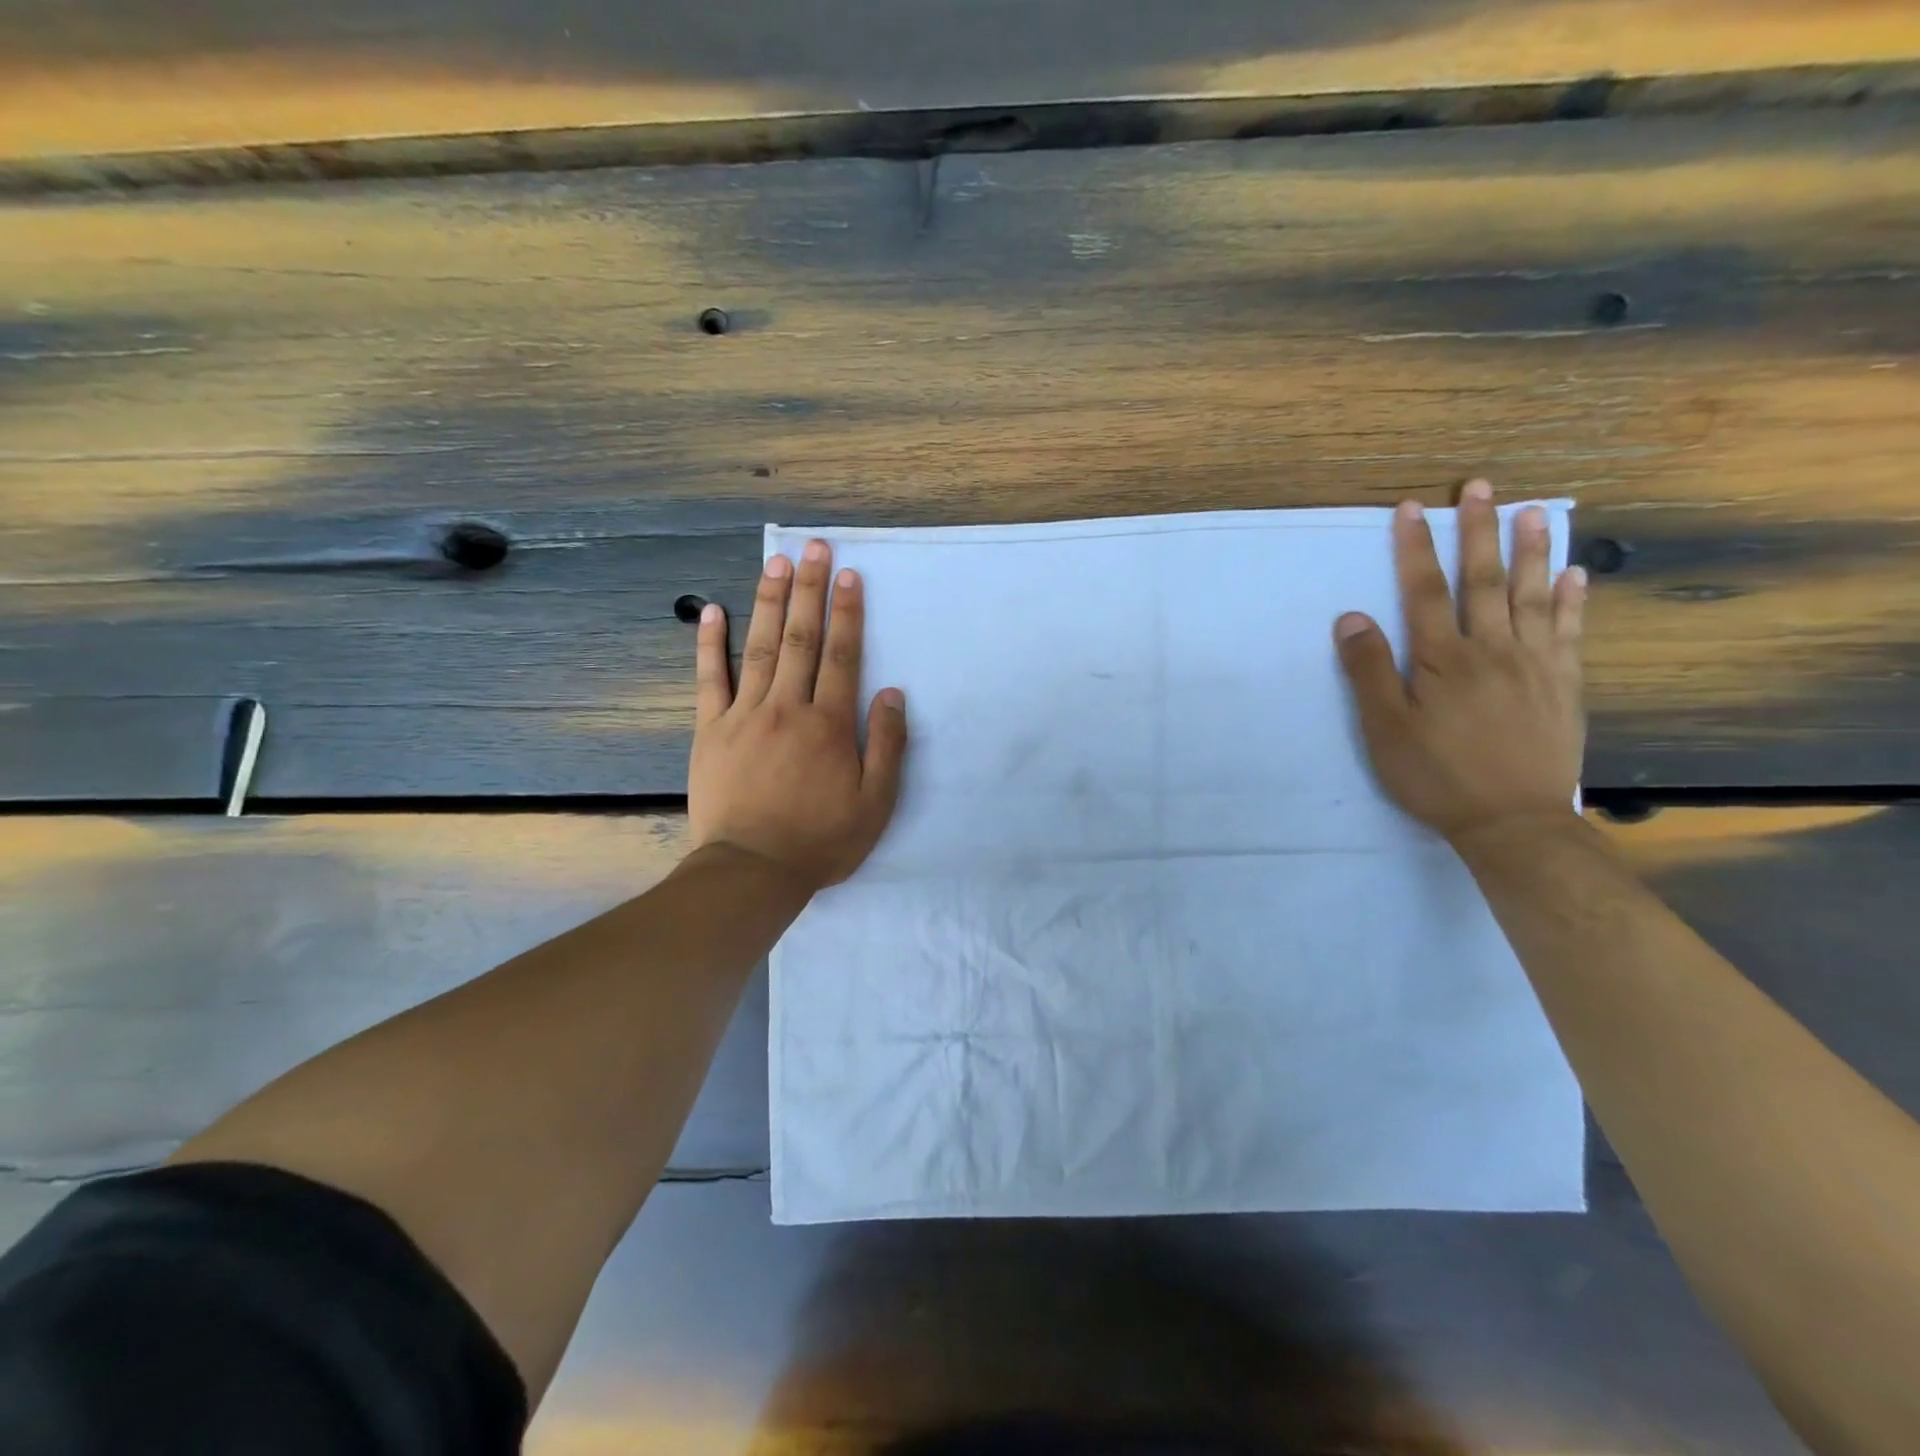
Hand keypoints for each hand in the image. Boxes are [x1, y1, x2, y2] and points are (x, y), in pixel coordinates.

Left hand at [689, 540, 907, 892]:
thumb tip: (892, 692)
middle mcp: (788, 708)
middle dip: (809, 590)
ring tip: (775, 563)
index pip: (843, 656)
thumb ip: (887, 745)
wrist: (752, 870)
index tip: (848, 574)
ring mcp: (744, 715)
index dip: (847, 612)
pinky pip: (710, 679)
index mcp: (830, 724)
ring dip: (768, 602)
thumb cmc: (821, 840)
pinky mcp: (711, 730)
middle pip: (801, 639)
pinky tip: (712, 611)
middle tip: (813, 547)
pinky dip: (710, 644)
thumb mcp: (875, 803)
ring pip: (759, 648)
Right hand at [1334, 480, 1586, 846]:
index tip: (1412, 508)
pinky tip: (1575, 573)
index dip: (1416, 548)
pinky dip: (1573, 599)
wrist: (1513, 821)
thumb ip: (1368, 670)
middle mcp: (1492, 649)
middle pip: (1483, 580)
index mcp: (1442, 660)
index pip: (1425, 591)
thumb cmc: (1436, 775)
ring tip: (1536, 509)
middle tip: (1482, 487)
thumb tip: (1351, 616)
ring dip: (1532, 549)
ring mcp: (1535, 664)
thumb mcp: (1384, 729)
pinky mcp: (1563, 685)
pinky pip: (1570, 631)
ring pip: (1532, 595)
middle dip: (1478, 531)